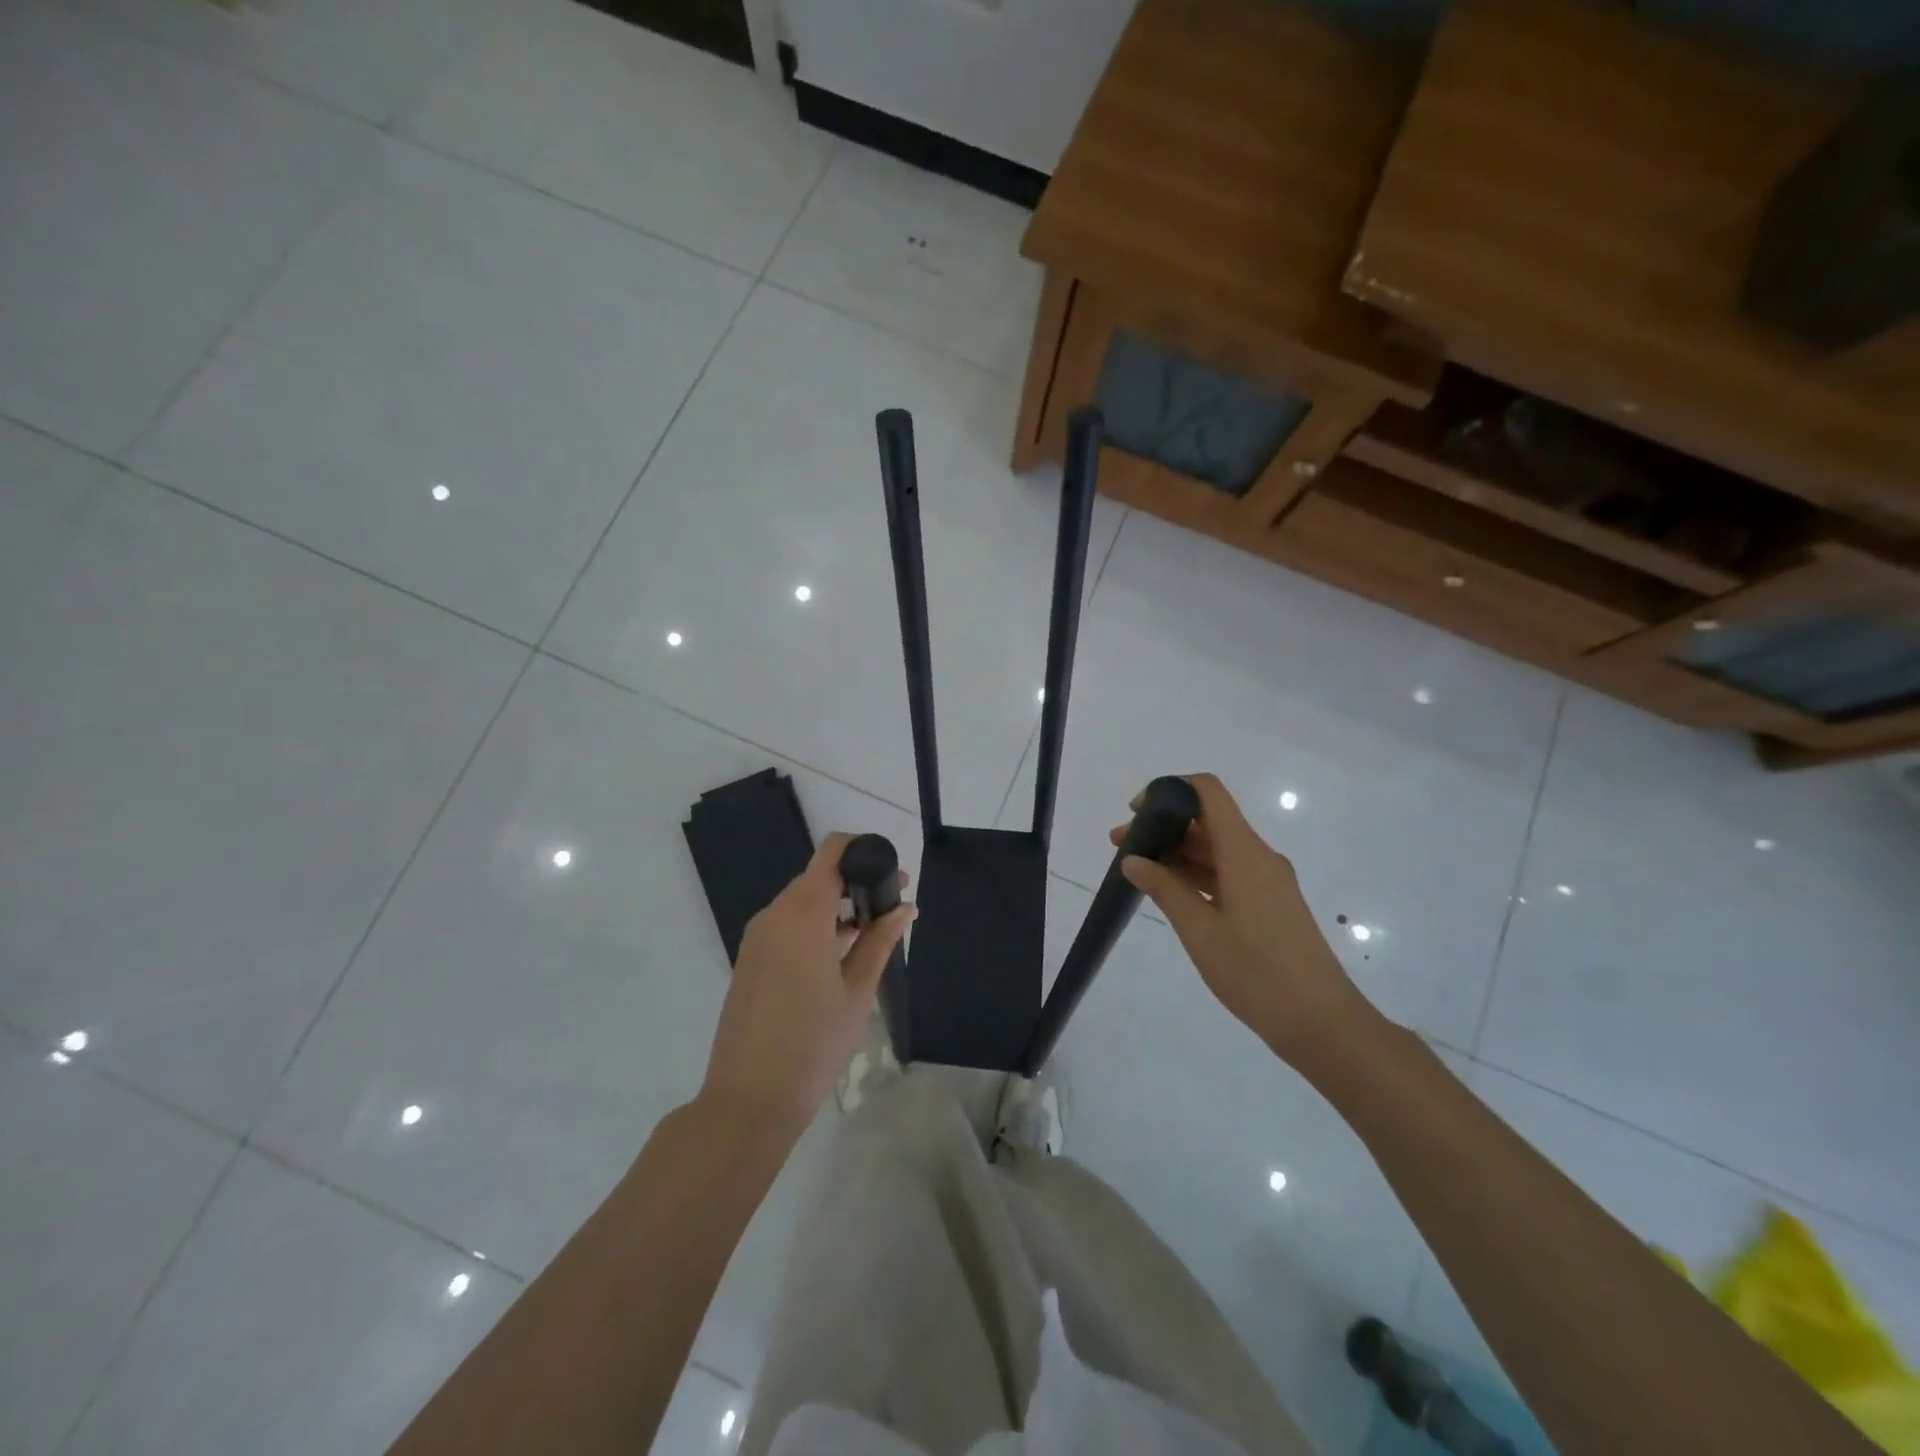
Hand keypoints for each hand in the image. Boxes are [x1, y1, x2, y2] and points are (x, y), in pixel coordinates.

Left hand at [699, 833, 913, 1136]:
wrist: (748, 1100)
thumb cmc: (813, 1044)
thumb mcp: (857, 991)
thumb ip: (880, 941)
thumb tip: (905, 906)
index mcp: (802, 913)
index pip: (831, 852)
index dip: (863, 850)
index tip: (891, 872)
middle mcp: (774, 914)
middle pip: (818, 876)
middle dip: (856, 881)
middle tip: (893, 905)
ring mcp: (757, 937)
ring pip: (802, 901)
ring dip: (837, 906)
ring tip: (874, 931)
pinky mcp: (750, 959)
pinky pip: (787, 924)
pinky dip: (815, 925)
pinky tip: (841, 954)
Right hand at [1110, 773, 1371, 1062]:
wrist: (1322, 1024)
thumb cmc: (1256, 973)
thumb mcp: (1199, 931)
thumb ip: (1164, 889)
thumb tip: (1132, 859)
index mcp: (1245, 853)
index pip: (1208, 792)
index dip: (1169, 790)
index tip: (1136, 812)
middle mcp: (1259, 857)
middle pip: (1208, 821)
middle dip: (1163, 827)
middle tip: (1121, 847)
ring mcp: (1267, 882)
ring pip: (1216, 850)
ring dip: (1177, 854)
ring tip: (1137, 872)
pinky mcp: (1270, 905)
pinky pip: (1228, 874)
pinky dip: (1196, 875)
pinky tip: (1170, 894)